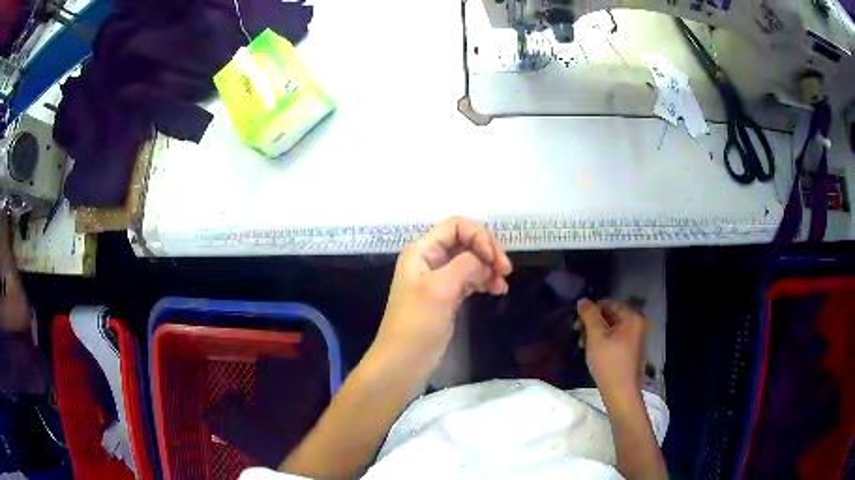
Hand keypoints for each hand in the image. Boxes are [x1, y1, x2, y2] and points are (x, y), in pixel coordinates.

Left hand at [372, 217, 512, 372]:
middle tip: (505, 271)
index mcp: (421, 251)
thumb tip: (485, 259)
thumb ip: (465, 265)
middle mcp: (429, 259)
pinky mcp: (446, 296)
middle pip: (465, 241)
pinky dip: (484, 280)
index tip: (494, 259)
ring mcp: (438, 278)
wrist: (403, 362)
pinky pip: (469, 278)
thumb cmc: (417, 324)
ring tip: (503, 285)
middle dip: (487, 251)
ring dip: (488, 267)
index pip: (455, 226)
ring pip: (469, 260)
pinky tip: (496, 290)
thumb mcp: (440, 289)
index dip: (478, 236)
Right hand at [577, 298, 647, 399]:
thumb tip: (582, 300)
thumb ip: (589, 315)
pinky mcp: (631, 350)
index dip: (591, 311)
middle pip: (611, 315)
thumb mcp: (596, 337)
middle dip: (593, 323)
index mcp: (632, 318)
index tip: (577, 324)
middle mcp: (637, 324)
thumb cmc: (609, 363)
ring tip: (583, 345)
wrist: (621, 392)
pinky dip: (603, 341)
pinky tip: (593, 352)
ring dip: (595, 333)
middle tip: (578, 334)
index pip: (609, 303)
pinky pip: (615, 338)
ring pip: (611, 328)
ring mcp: (635, 338)